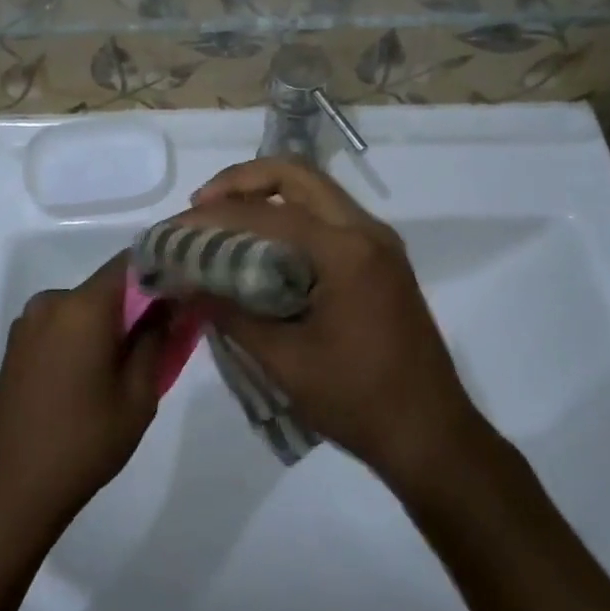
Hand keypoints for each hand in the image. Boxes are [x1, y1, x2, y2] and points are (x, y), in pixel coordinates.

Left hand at [0, 254, 162, 538]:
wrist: (11, 492)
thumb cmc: (84, 442)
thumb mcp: (138, 396)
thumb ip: (156, 340)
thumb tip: (169, 306)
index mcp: (83, 306)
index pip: (129, 262)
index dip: (159, 270)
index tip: (181, 292)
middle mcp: (51, 302)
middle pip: (105, 287)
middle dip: (134, 304)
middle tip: (160, 338)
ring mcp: (28, 323)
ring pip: (82, 308)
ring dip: (106, 324)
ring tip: (124, 365)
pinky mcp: (15, 346)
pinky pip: (60, 325)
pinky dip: (81, 336)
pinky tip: (90, 377)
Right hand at [184, 159, 481, 486]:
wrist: (432, 435)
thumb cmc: (359, 401)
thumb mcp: (285, 363)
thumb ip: (232, 315)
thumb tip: (187, 285)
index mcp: (346, 251)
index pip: (267, 215)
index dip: (215, 217)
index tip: (177, 228)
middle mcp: (366, 230)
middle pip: (296, 175)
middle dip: (242, 181)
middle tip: (202, 205)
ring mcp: (378, 241)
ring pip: (314, 189)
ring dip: (266, 193)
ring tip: (224, 218)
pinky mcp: (381, 257)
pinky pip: (328, 214)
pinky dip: (290, 214)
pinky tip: (263, 242)